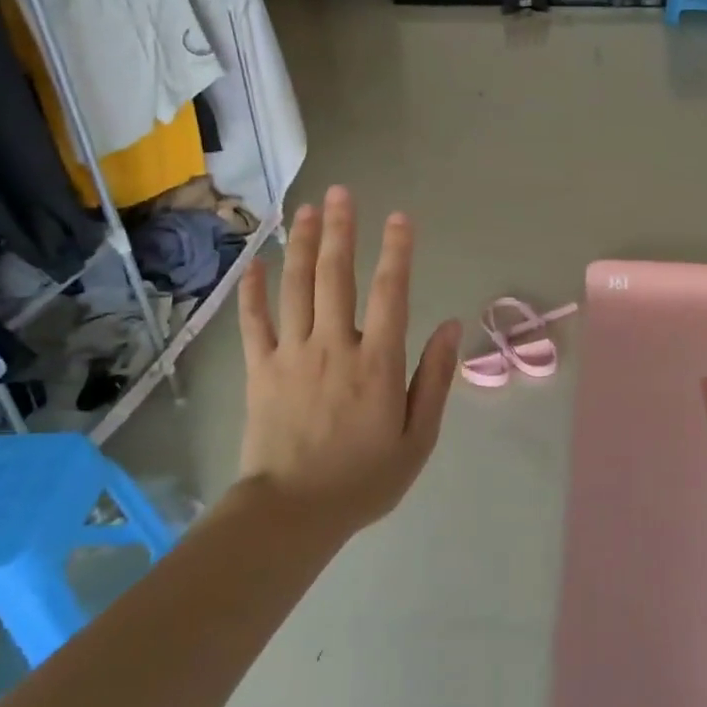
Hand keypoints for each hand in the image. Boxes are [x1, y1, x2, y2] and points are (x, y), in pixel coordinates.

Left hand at [234, 186, 461, 532]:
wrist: (292, 513)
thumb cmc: (364, 478)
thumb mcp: (418, 437)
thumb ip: (434, 379)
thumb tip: (452, 327)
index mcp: (377, 362)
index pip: (390, 293)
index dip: (397, 251)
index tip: (400, 217)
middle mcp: (334, 346)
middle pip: (336, 276)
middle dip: (341, 230)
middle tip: (342, 193)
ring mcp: (292, 354)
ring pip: (296, 288)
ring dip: (302, 245)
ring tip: (305, 210)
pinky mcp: (260, 370)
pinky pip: (254, 322)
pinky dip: (253, 291)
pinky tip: (256, 263)